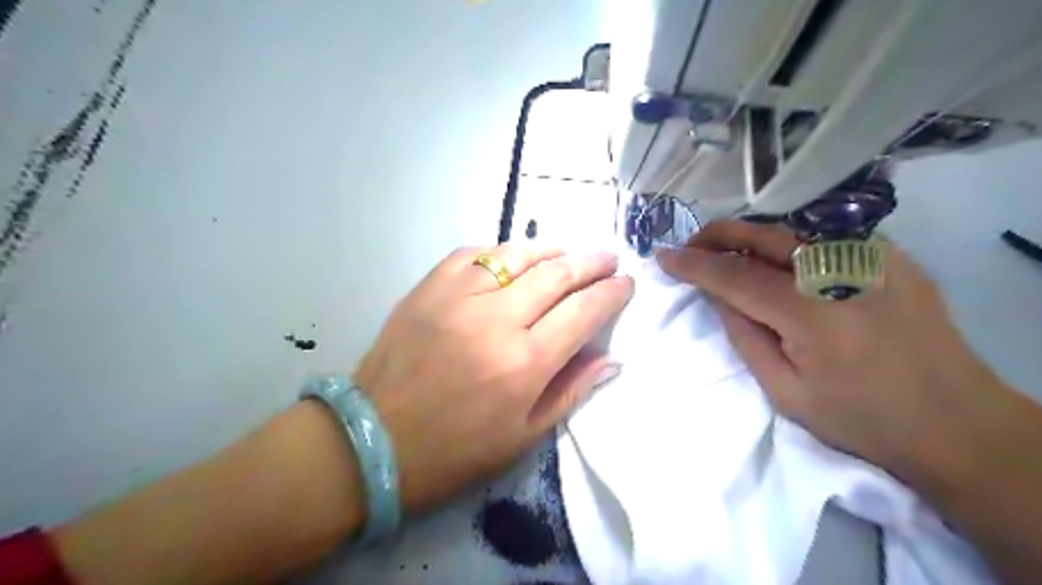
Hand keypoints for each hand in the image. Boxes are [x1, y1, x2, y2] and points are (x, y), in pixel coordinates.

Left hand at [353, 246, 630, 508]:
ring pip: (516, 254)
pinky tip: (512, 259)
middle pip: (555, 275)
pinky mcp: (428, 288)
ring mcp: (457, 296)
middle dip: (590, 263)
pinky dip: (500, 252)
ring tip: (567, 253)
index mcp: (524, 364)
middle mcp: (495, 320)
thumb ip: (571, 391)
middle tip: (608, 259)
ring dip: (549, 250)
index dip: (610, 294)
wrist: (374, 440)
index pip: (583, 313)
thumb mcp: (523, 436)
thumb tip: (610, 358)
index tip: (626, 283)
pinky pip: (473, 253)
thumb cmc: (456, 450)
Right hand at [659, 221, 1010, 476]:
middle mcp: (841, 272)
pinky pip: (824, 238)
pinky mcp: (892, 257)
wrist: (954, 422)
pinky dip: (789, 245)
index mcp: (810, 314)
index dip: (694, 264)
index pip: (735, 276)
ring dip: (749, 237)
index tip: (664, 257)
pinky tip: (777, 262)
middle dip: (717, 235)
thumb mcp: (785, 391)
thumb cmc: (861, 419)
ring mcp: (873, 258)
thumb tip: (716, 295)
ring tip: (724, 253)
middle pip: (763, 235)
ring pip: (792, 230)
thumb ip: (744, 335)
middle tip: (689, 246)